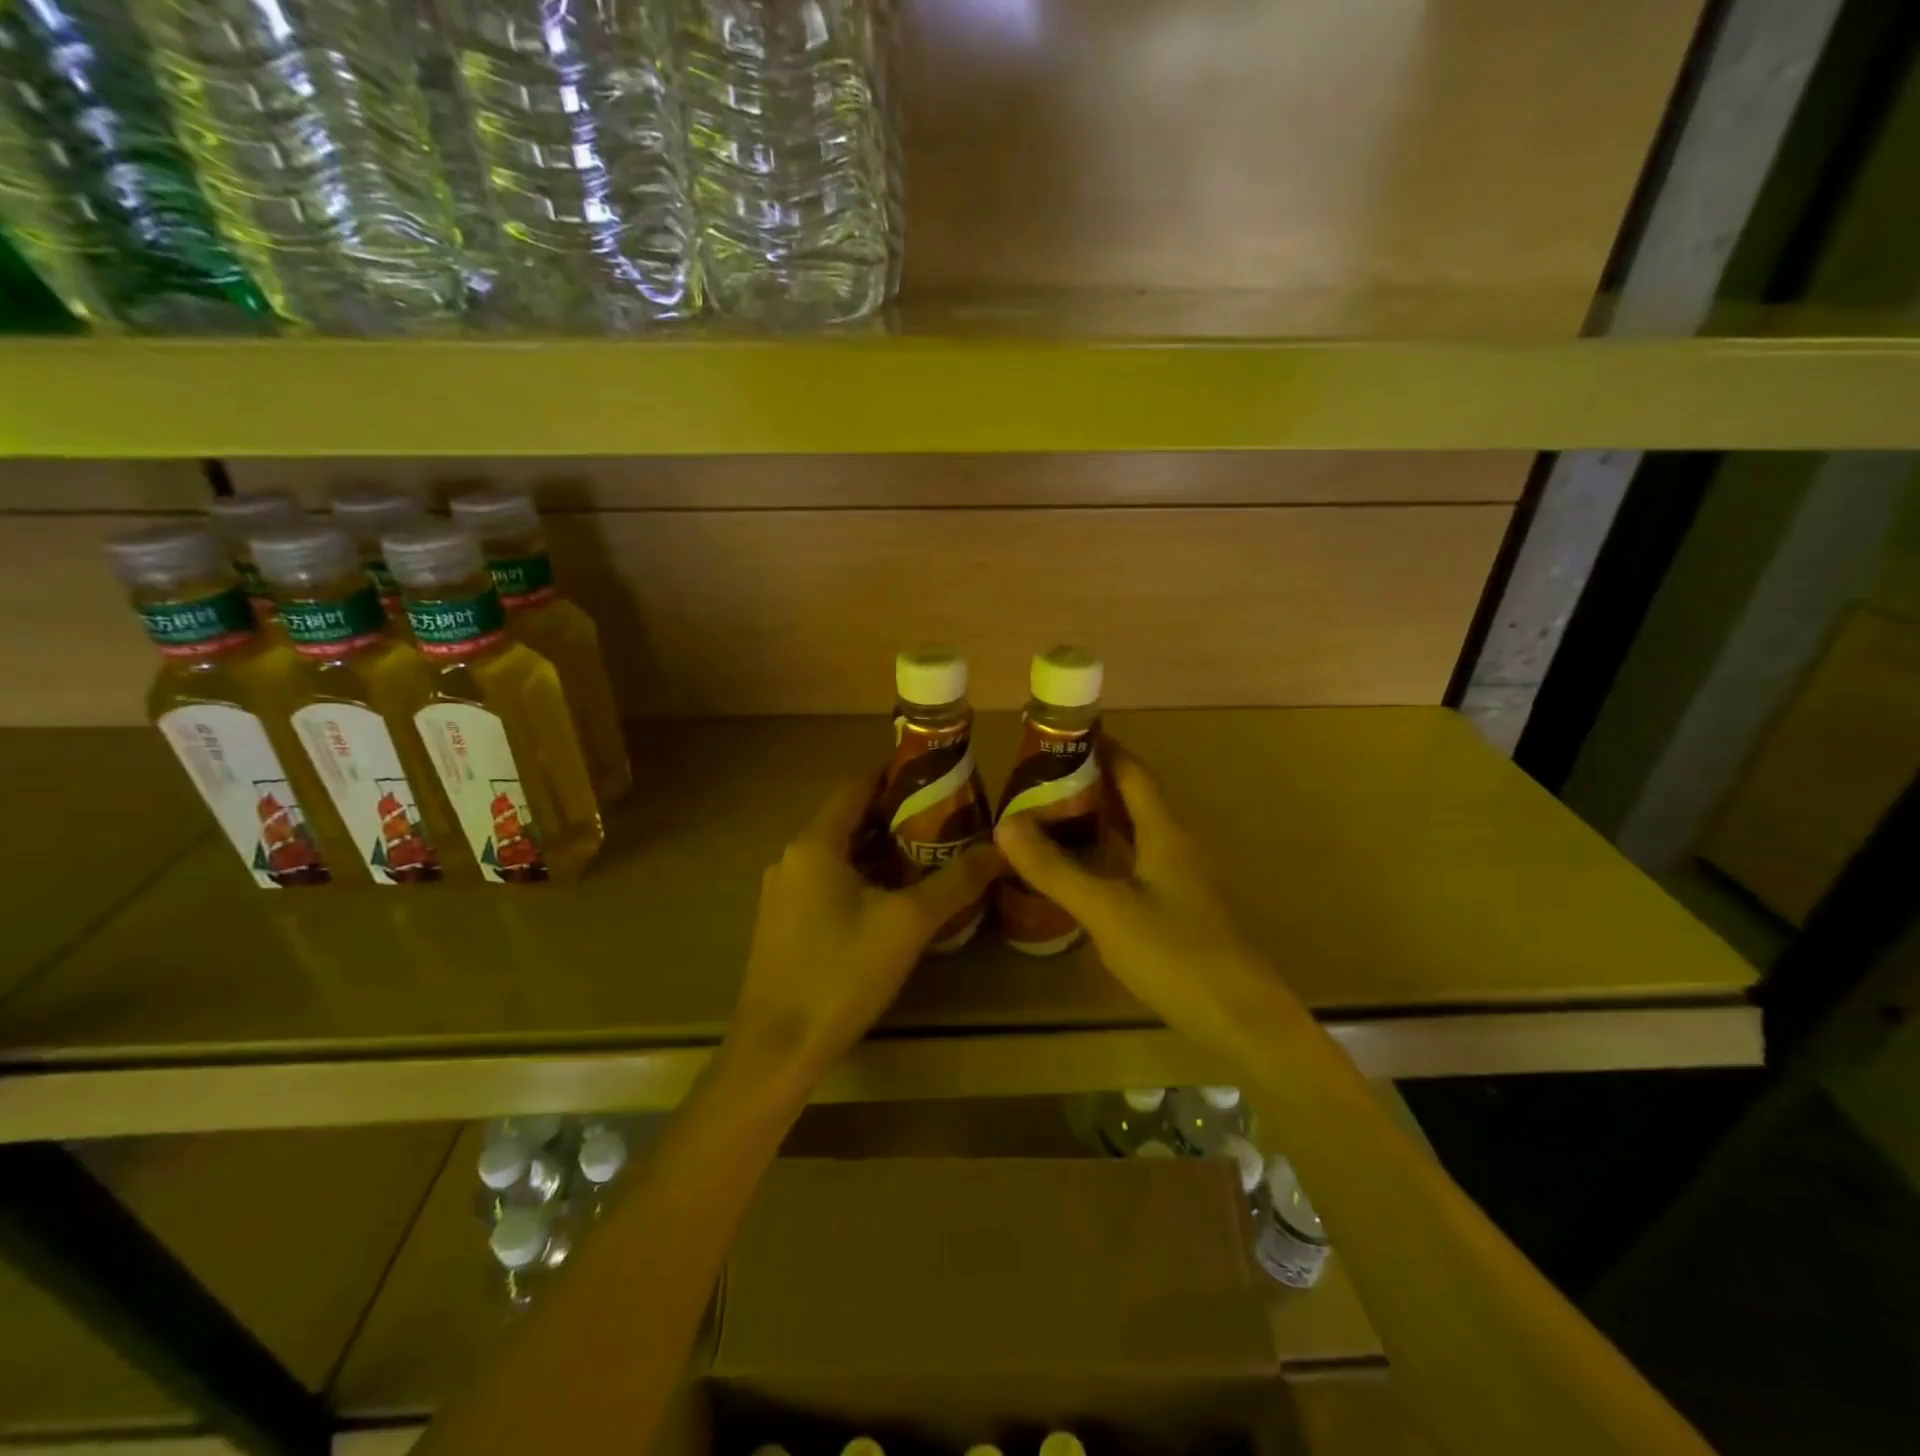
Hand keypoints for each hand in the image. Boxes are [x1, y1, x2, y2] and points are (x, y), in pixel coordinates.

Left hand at [728, 778, 1004, 1098]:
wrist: (777, 1048)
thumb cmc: (841, 973)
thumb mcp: (908, 923)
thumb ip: (957, 881)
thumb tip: (1002, 849)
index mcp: (815, 844)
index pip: (856, 786)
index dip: (894, 775)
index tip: (937, 775)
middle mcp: (793, 858)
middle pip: (849, 819)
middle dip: (896, 815)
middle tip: (947, 818)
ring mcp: (784, 893)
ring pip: (840, 854)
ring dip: (881, 849)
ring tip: (930, 854)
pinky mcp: (785, 923)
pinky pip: (829, 882)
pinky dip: (863, 878)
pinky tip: (895, 900)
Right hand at [994, 744, 1293, 1056]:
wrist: (1244, 1021)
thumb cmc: (1176, 955)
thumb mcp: (1106, 910)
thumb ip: (1055, 868)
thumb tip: (1005, 824)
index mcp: (1166, 833)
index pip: (1133, 772)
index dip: (1103, 749)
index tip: (1063, 738)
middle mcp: (1178, 847)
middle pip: (1136, 800)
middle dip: (1093, 784)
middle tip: (1042, 781)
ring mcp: (1184, 881)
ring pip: (1138, 835)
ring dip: (1101, 821)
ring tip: (1053, 818)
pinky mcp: (1183, 911)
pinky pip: (1140, 865)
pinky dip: (1110, 856)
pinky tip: (1085, 875)